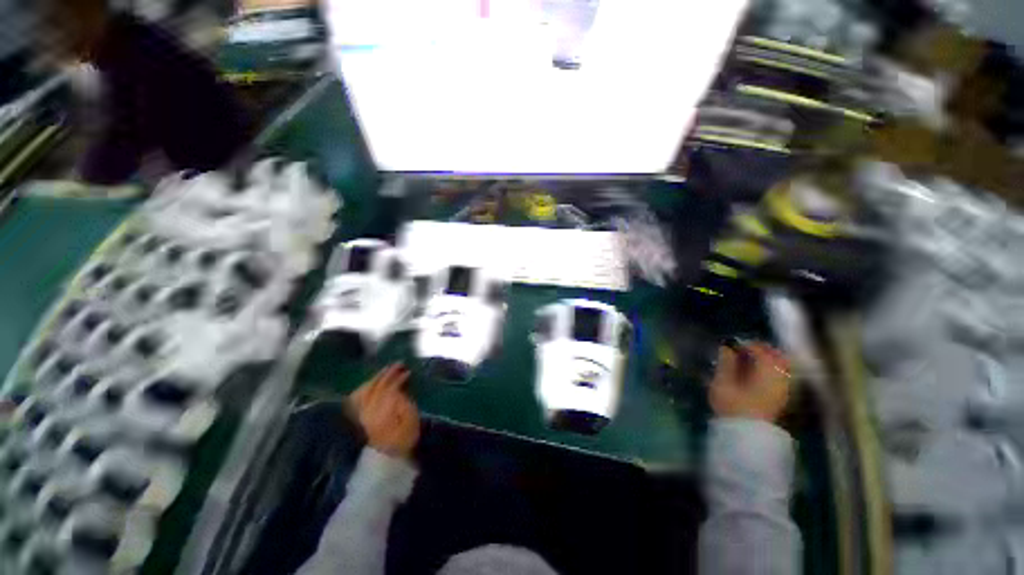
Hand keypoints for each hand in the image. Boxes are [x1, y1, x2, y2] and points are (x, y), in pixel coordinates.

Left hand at [347, 364, 419, 458]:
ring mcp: (362, 415)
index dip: (398, 377)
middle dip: (386, 374)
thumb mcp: (410, 419)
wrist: (390, 459)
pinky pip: (359, 399)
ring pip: (366, 391)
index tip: (408, 370)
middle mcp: (368, 410)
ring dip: (376, 378)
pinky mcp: (361, 419)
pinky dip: (365, 388)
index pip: (388, 388)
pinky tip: (370, 383)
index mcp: (382, 410)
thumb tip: (397, 388)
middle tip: (397, 364)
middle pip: (375, 387)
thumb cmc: (406, 437)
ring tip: (386, 370)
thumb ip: (403, 401)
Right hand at [709, 343, 791, 422]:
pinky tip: (755, 374)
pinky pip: (781, 376)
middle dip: (760, 350)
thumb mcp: (723, 383)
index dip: (745, 344)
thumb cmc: (733, 407)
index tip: (730, 345)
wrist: (747, 436)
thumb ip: (725, 363)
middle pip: (776, 356)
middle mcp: (781, 377)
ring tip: (747, 361)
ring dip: (766, 360)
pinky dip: (770, 370)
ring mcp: (784, 388)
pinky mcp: (782, 398)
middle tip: (741, 350)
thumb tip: (726, 348)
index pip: (760, 350)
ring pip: (781, 366)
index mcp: (767, 372)